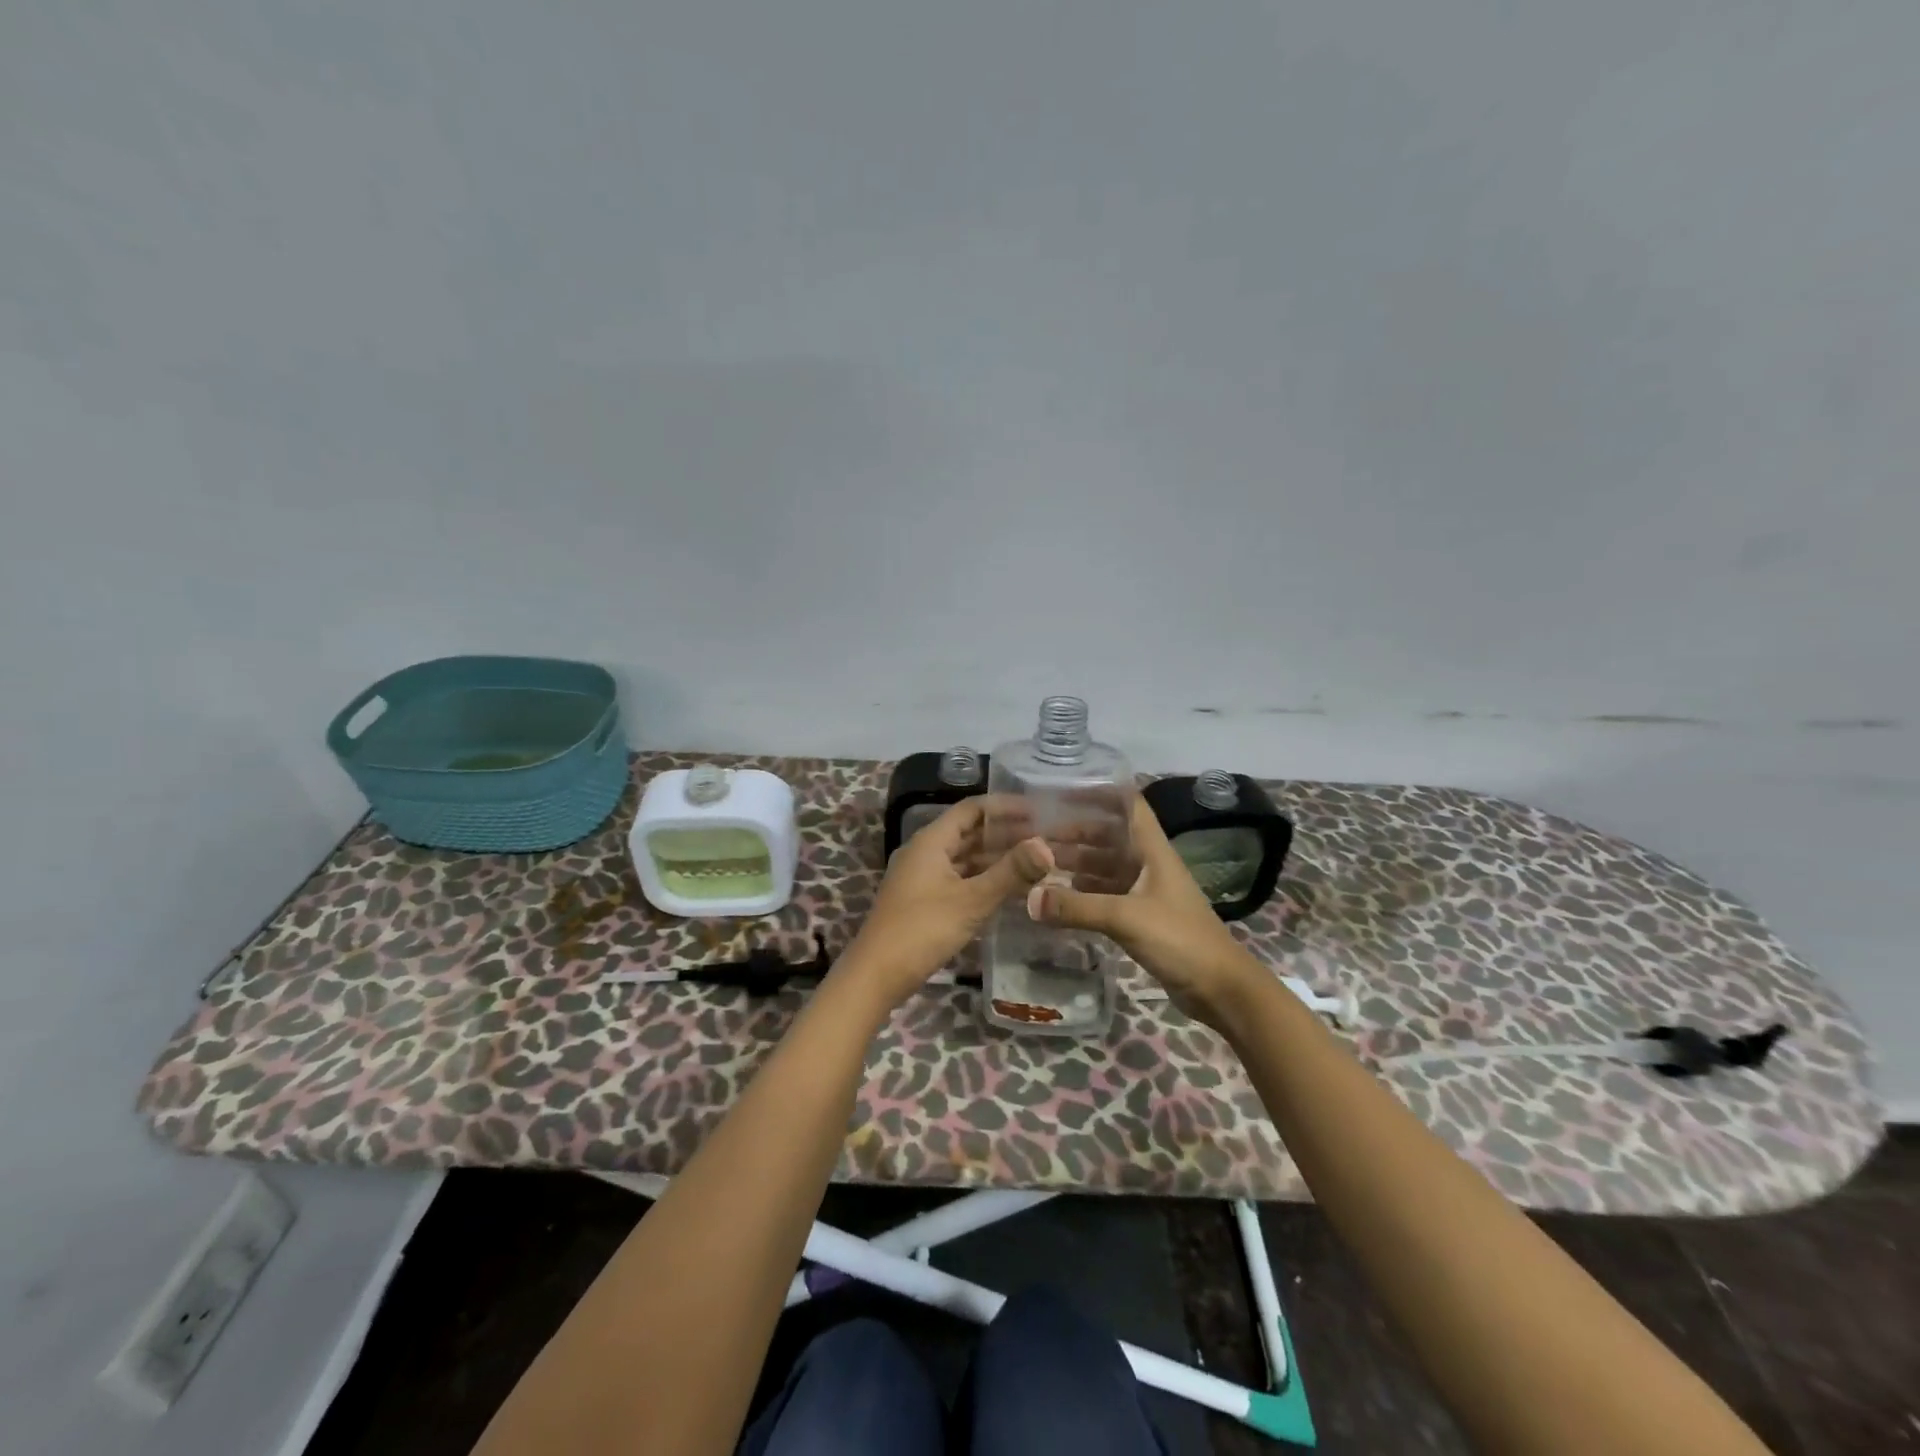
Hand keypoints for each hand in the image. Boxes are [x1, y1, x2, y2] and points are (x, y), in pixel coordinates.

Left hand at [840, 799, 1052, 1010]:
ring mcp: (922, 877)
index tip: (1039, 811)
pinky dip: (983, 880)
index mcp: (931, 840)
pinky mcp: (923, 900)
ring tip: (1035, 863)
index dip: (1005, 807)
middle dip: (1005, 834)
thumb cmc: (923, 929)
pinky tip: (1009, 890)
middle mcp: (925, 851)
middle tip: (1045, 838)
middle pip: (969, 832)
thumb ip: (1010, 872)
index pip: (972, 809)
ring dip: (996, 859)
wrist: (876, 975)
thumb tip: (1046, 845)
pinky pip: (959, 879)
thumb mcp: (971, 900)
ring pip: (965, 858)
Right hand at [1029, 796, 1262, 1030]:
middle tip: (1035, 834)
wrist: (1220, 989)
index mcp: (1153, 851)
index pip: (1129, 806)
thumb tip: (1029, 899)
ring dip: (1076, 863)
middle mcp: (1148, 865)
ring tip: (1039, 863)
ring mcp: (1145, 892)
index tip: (1063, 790)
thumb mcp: (1126, 918)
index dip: (1100, 793)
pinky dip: (1083, 893)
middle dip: (1076, 833)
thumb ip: (1078, 907)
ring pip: (1105, 867)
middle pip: (1109, 837)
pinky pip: (1105, 895)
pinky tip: (1058, 897)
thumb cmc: (1180, 939)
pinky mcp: (1141, 918)